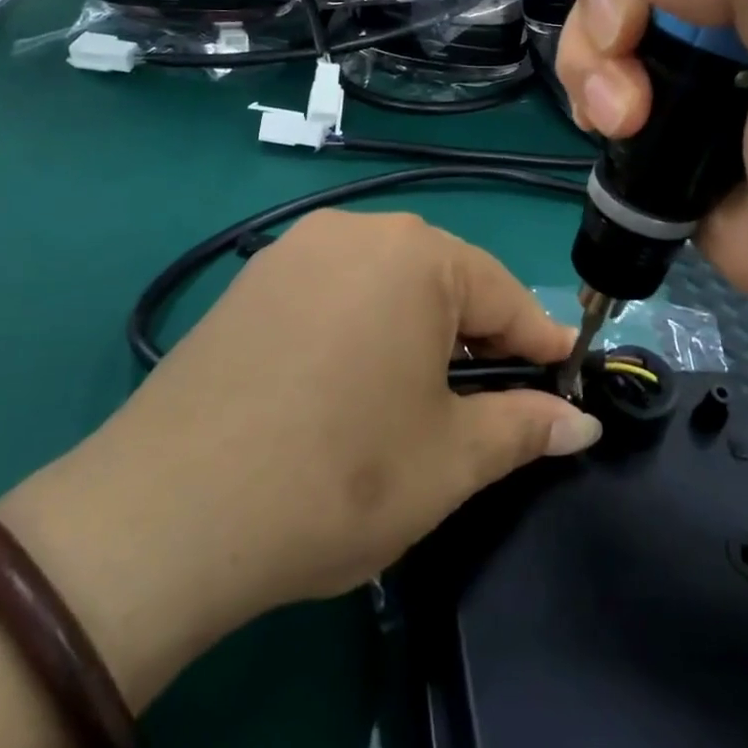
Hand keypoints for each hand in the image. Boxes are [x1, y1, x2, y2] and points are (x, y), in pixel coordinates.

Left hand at [52, 212, 599, 649]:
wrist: (164, 516)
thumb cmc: (338, 478)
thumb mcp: (450, 460)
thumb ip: (524, 428)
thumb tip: (583, 426)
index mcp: (416, 256)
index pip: (505, 296)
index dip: (539, 346)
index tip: (565, 383)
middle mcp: (356, 231)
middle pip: (445, 280)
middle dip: (478, 338)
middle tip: (487, 404)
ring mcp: (295, 250)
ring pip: (388, 283)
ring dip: (420, 330)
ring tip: (419, 396)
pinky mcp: (251, 281)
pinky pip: (336, 291)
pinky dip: (364, 326)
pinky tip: (350, 381)